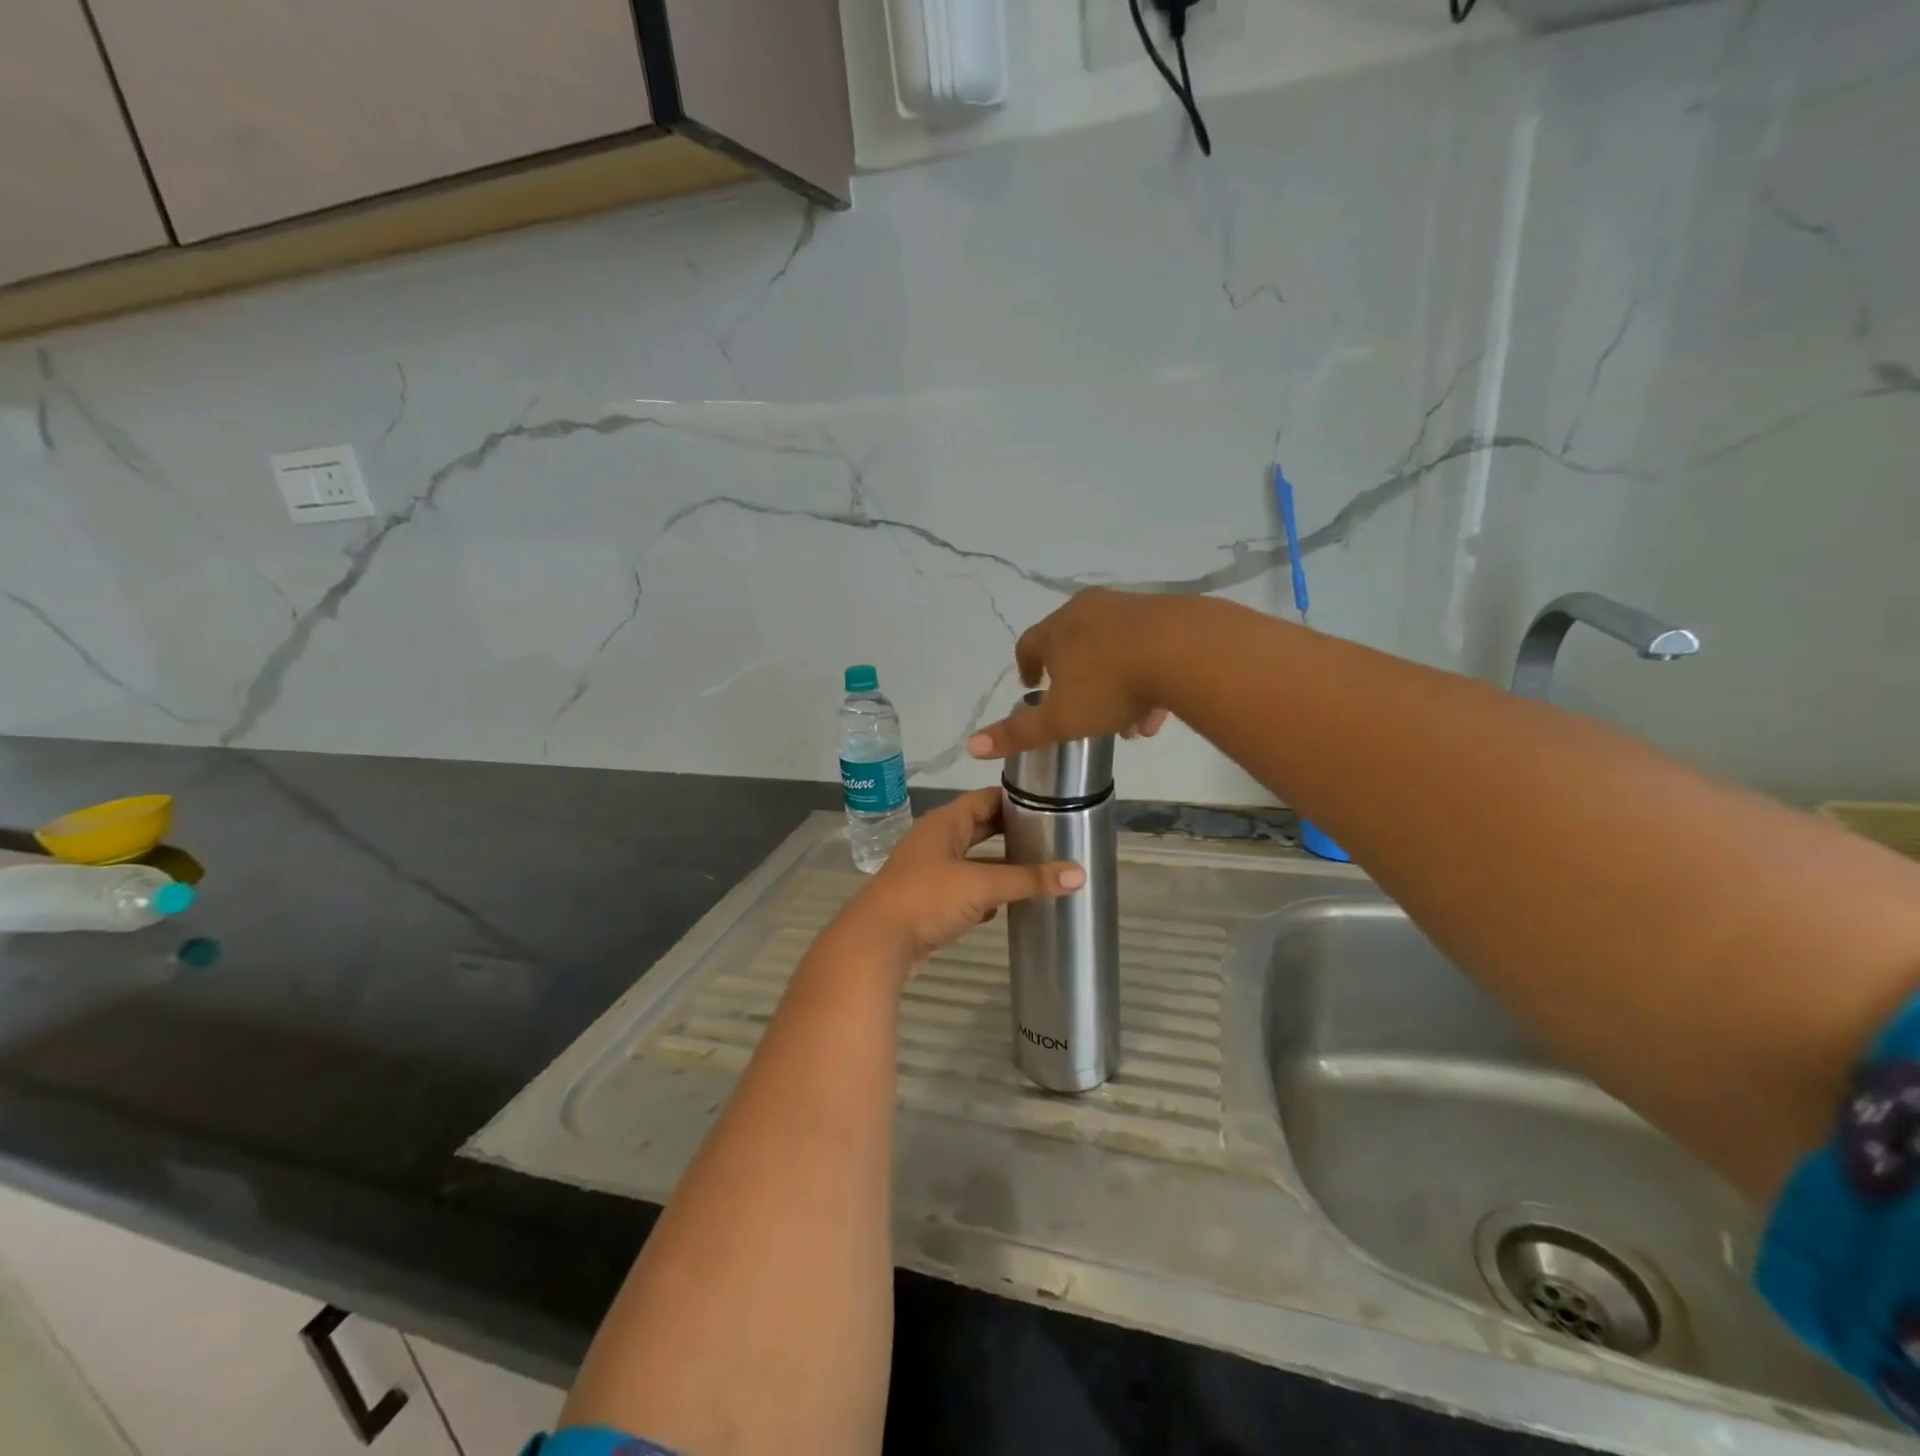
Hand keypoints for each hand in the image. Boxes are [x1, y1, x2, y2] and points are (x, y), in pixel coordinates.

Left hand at [839, 788, 1084, 969]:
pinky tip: (1007, 906)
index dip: (1015, 798)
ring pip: (973, 862)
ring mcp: (930, 872)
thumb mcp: (982, 884)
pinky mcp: (929, 902)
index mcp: (944, 823)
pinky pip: (964, 891)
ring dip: (1000, 867)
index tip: (1049, 802)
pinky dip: (985, 896)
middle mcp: (936, 841)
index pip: (985, 799)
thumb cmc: (927, 898)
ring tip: (1038, 869)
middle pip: (979, 829)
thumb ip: (1029, 879)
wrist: (877, 943)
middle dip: (1011, 833)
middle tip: (1051, 835)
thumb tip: (1079, 874)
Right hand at [966, 589, 1175, 761]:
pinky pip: (1147, 646)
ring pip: (1113, 649)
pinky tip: (1158, 710)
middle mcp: (1088, 610)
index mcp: (1057, 630)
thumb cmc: (1110, 686)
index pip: (1029, 645)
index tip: (1032, 685)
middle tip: (1082, 710)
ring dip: (1115, 685)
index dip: (1027, 667)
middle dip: (1076, 680)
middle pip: (1073, 645)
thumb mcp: (1060, 720)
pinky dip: (1146, 675)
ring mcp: (1128, 608)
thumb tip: (970, 746)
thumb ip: (1018, 734)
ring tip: (1129, 724)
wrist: (1185, 650)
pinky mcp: (1166, 613)